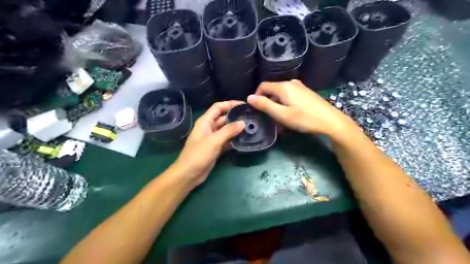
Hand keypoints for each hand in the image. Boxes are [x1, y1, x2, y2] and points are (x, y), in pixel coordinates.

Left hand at [172, 100, 245, 184]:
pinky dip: (234, 140)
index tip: (243, 104)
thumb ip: (228, 130)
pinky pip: (227, 140)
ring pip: (226, 130)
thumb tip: (243, 122)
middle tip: (250, 116)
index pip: (218, 107)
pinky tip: (244, 140)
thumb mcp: (214, 141)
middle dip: (235, 116)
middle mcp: (209, 127)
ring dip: (236, 129)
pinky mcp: (216, 148)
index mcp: (205, 121)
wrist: (189, 174)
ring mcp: (213, 138)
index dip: (230, 104)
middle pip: (223, 118)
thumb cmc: (198, 154)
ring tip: (250, 127)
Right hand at [247, 80, 358, 139]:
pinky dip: (285, 104)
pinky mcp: (306, 92)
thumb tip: (249, 97)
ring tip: (280, 119)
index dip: (256, 97)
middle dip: (268, 103)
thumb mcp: (281, 114)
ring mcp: (300, 87)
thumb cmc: (304, 119)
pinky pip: (290, 96)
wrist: (330, 121)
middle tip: (269, 118)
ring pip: (281, 94)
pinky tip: (290, 115)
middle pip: (272, 90)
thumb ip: (264, 105)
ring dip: (277, 105)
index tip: (257, 110)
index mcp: (283, 86)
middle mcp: (291, 83)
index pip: (263, 86)